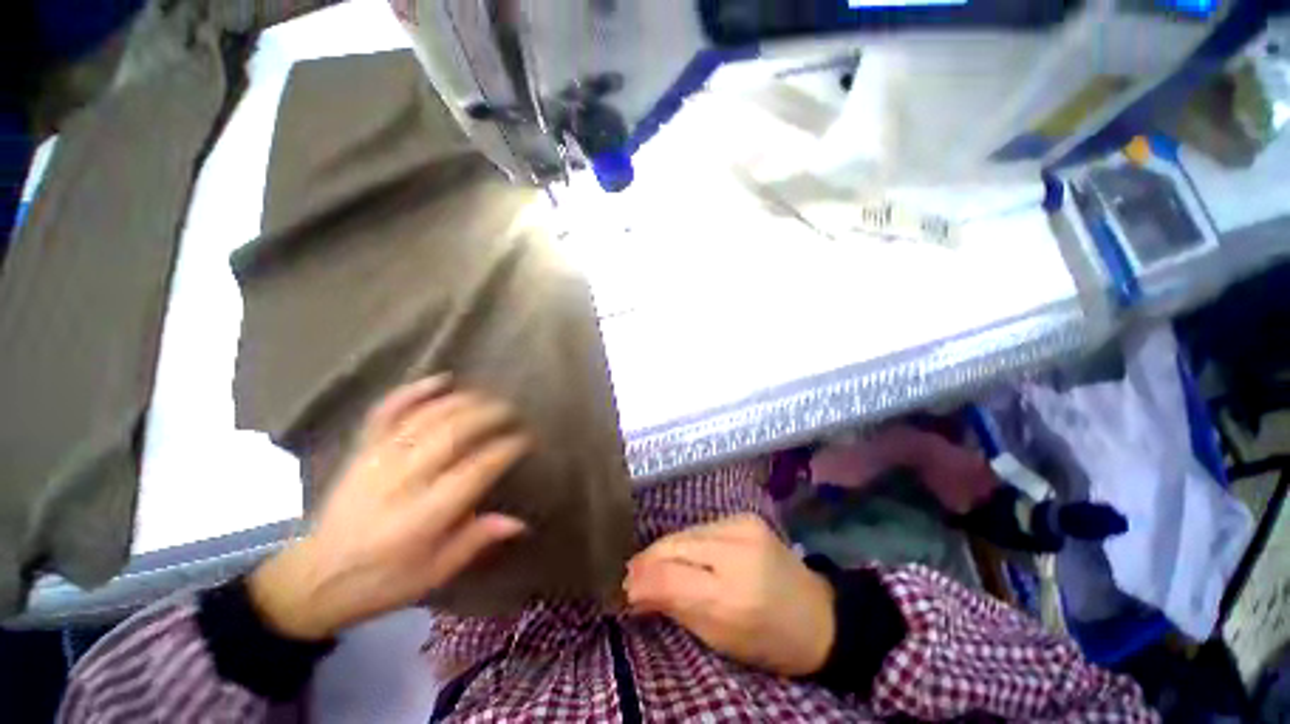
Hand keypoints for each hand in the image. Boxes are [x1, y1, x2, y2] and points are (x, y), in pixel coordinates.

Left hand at [249, 376, 529, 640]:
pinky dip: (414, 391)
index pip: (475, 470)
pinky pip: (387, 412)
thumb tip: (519, 522)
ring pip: (427, 417)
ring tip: (488, 397)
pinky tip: (441, 380)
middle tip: (512, 412)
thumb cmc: (379, 581)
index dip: (505, 450)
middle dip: (490, 416)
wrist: (309, 578)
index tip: (525, 440)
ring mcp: (378, 460)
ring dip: (463, 401)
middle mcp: (402, 480)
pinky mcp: (362, 450)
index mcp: (423, 515)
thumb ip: (475, 541)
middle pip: (454, 433)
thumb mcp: (433, 573)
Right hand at [623, 515, 834, 676]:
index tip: (623, 589)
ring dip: (666, 549)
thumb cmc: (768, 641)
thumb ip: (675, 607)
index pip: (670, 576)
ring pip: (685, 532)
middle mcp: (737, 549)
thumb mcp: (719, 639)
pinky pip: (701, 527)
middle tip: (631, 575)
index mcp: (733, 595)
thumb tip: (635, 589)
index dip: (641, 579)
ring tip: (654, 565)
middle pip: (674, 545)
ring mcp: (742, 525)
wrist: (818, 614)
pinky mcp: (745, 516)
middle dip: (648, 560)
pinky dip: (686, 541)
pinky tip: (683, 553)